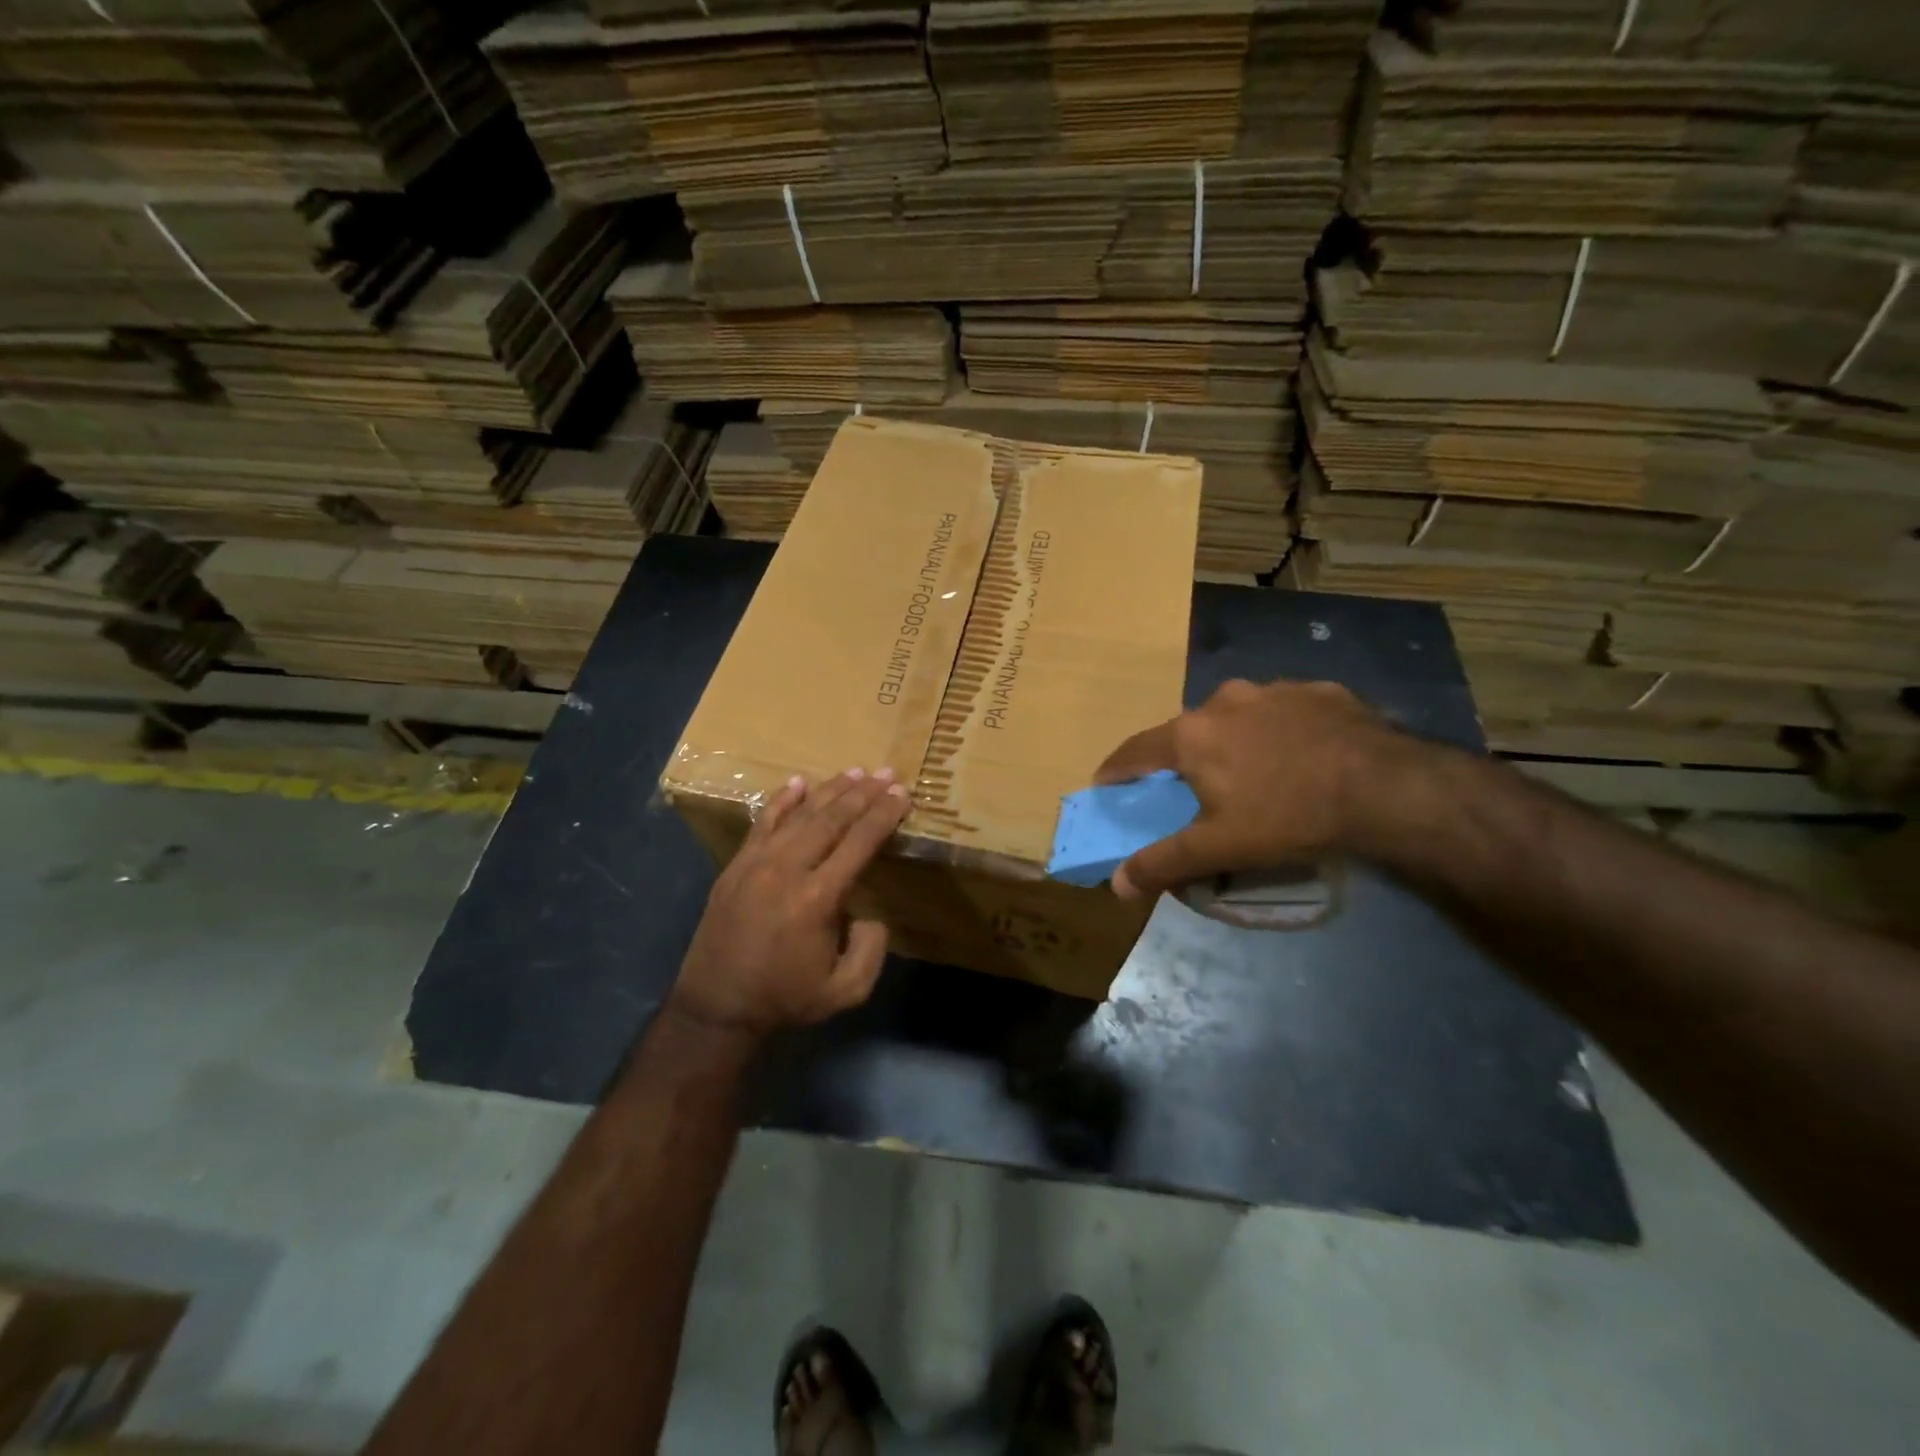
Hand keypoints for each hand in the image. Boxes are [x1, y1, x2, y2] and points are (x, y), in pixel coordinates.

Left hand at [670, 768, 911, 1038]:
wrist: (716, 1007)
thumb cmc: (784, 998)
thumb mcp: (845, 991)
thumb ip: (872, 950)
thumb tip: (870, 913)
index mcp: (818, 897)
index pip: (860, 842)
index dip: (884, 815)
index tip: (901, 793)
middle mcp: (788, 869)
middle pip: (832, 818)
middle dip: (863, 793)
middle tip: (886, 773)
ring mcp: (757, 863)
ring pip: (800, 814)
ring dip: (830, 790)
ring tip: (855, 772)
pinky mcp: (736, 865)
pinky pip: (763, 823)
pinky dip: (783, 800)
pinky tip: (799, 782)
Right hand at [1094, 679, 1410, 899]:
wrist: (1385, 787)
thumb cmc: (1288, 816)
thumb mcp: (1219, 848)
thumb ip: (1163, 863)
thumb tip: (1116, 884)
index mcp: (1191, 735)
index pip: (1135, 751)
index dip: (1116, 769)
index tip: (1105, 784)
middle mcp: (1223, 700)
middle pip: (1187, 731)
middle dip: (1183, 757)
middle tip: (1192, 787)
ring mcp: (1273, 690)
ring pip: (1237, 716)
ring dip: (1233, 739)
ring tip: (1253, 771)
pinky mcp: (1318, 690)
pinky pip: (1283, 711)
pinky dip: (1279, 731)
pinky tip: (1300, 755)